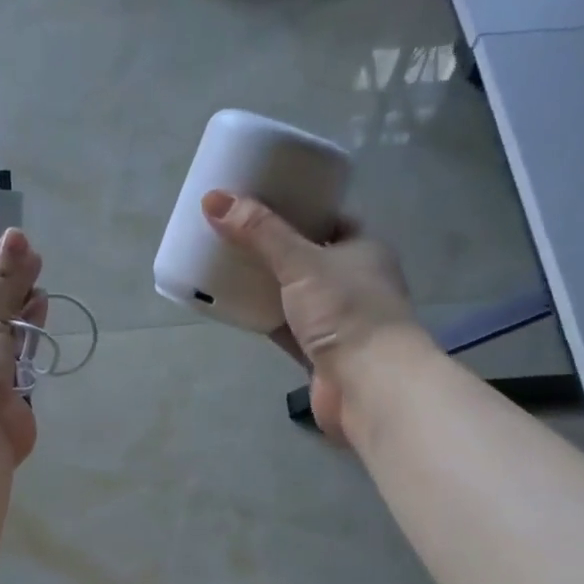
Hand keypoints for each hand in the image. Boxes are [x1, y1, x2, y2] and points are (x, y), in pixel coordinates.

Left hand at [0, 218, 46, 464]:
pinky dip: (28, 328)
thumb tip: (17, 238)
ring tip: (39, 270)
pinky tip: (41, 304)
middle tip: (28, 246)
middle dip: (1, 272)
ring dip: (17, 298)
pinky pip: (17, 347)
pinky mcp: (3, 385)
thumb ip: (0, 280)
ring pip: (0, 321)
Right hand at [202, 189, 428, 442]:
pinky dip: (264, 320)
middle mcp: (355, 282)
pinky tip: (235, 310)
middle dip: (275, 250)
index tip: (260, 203)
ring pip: (295, 296)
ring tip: (227, 268)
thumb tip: (214, 199)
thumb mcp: (300, 262)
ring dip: (267, 287)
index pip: (330, 220)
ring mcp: (338, 321)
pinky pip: (286, 329)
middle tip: (235, 235)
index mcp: (363, 249)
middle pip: (309, 258)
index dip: (298, 209)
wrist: (369, 384)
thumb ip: (259, 233)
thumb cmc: (346, 311)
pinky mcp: (320, 354)